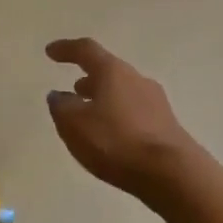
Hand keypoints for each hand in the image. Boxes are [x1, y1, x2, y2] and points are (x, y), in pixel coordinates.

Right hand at [44, 38, 196, 197]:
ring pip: (123, 92)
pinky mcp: (166, 125)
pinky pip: (134, 112)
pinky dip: (117, 115)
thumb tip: (58, 95)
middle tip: (73, 89)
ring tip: (89, 113)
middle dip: (89, 78)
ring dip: (103, 98)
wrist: (171, 173)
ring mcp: (156, 102)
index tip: (50, 51)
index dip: (66, 49)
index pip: (86, 51)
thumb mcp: (75, 125)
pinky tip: (111, 133)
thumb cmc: (116, 142)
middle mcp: (137, 80)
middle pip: (109, 71)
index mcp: (113, 72)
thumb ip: (61, 107)